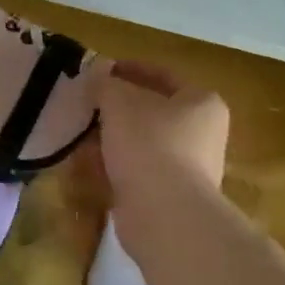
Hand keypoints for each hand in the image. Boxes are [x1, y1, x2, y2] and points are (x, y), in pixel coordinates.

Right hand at [98, 60, 230, 201]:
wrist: (165, 215)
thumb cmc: (149, 145)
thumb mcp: (120, 101)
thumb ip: (106, 84)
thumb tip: (97, 76)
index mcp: (201, 103)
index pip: (163, 75)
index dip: (130, 69)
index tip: (100, 71)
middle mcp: (202, 134)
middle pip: (153, 111)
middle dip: (119, 107)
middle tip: (88, 103)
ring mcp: (189, 168)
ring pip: (143, 143)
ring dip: (114, 138)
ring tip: (82, 133)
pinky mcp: (169, 196)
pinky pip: (138, 171)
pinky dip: (116, 166)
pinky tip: (90, 164)